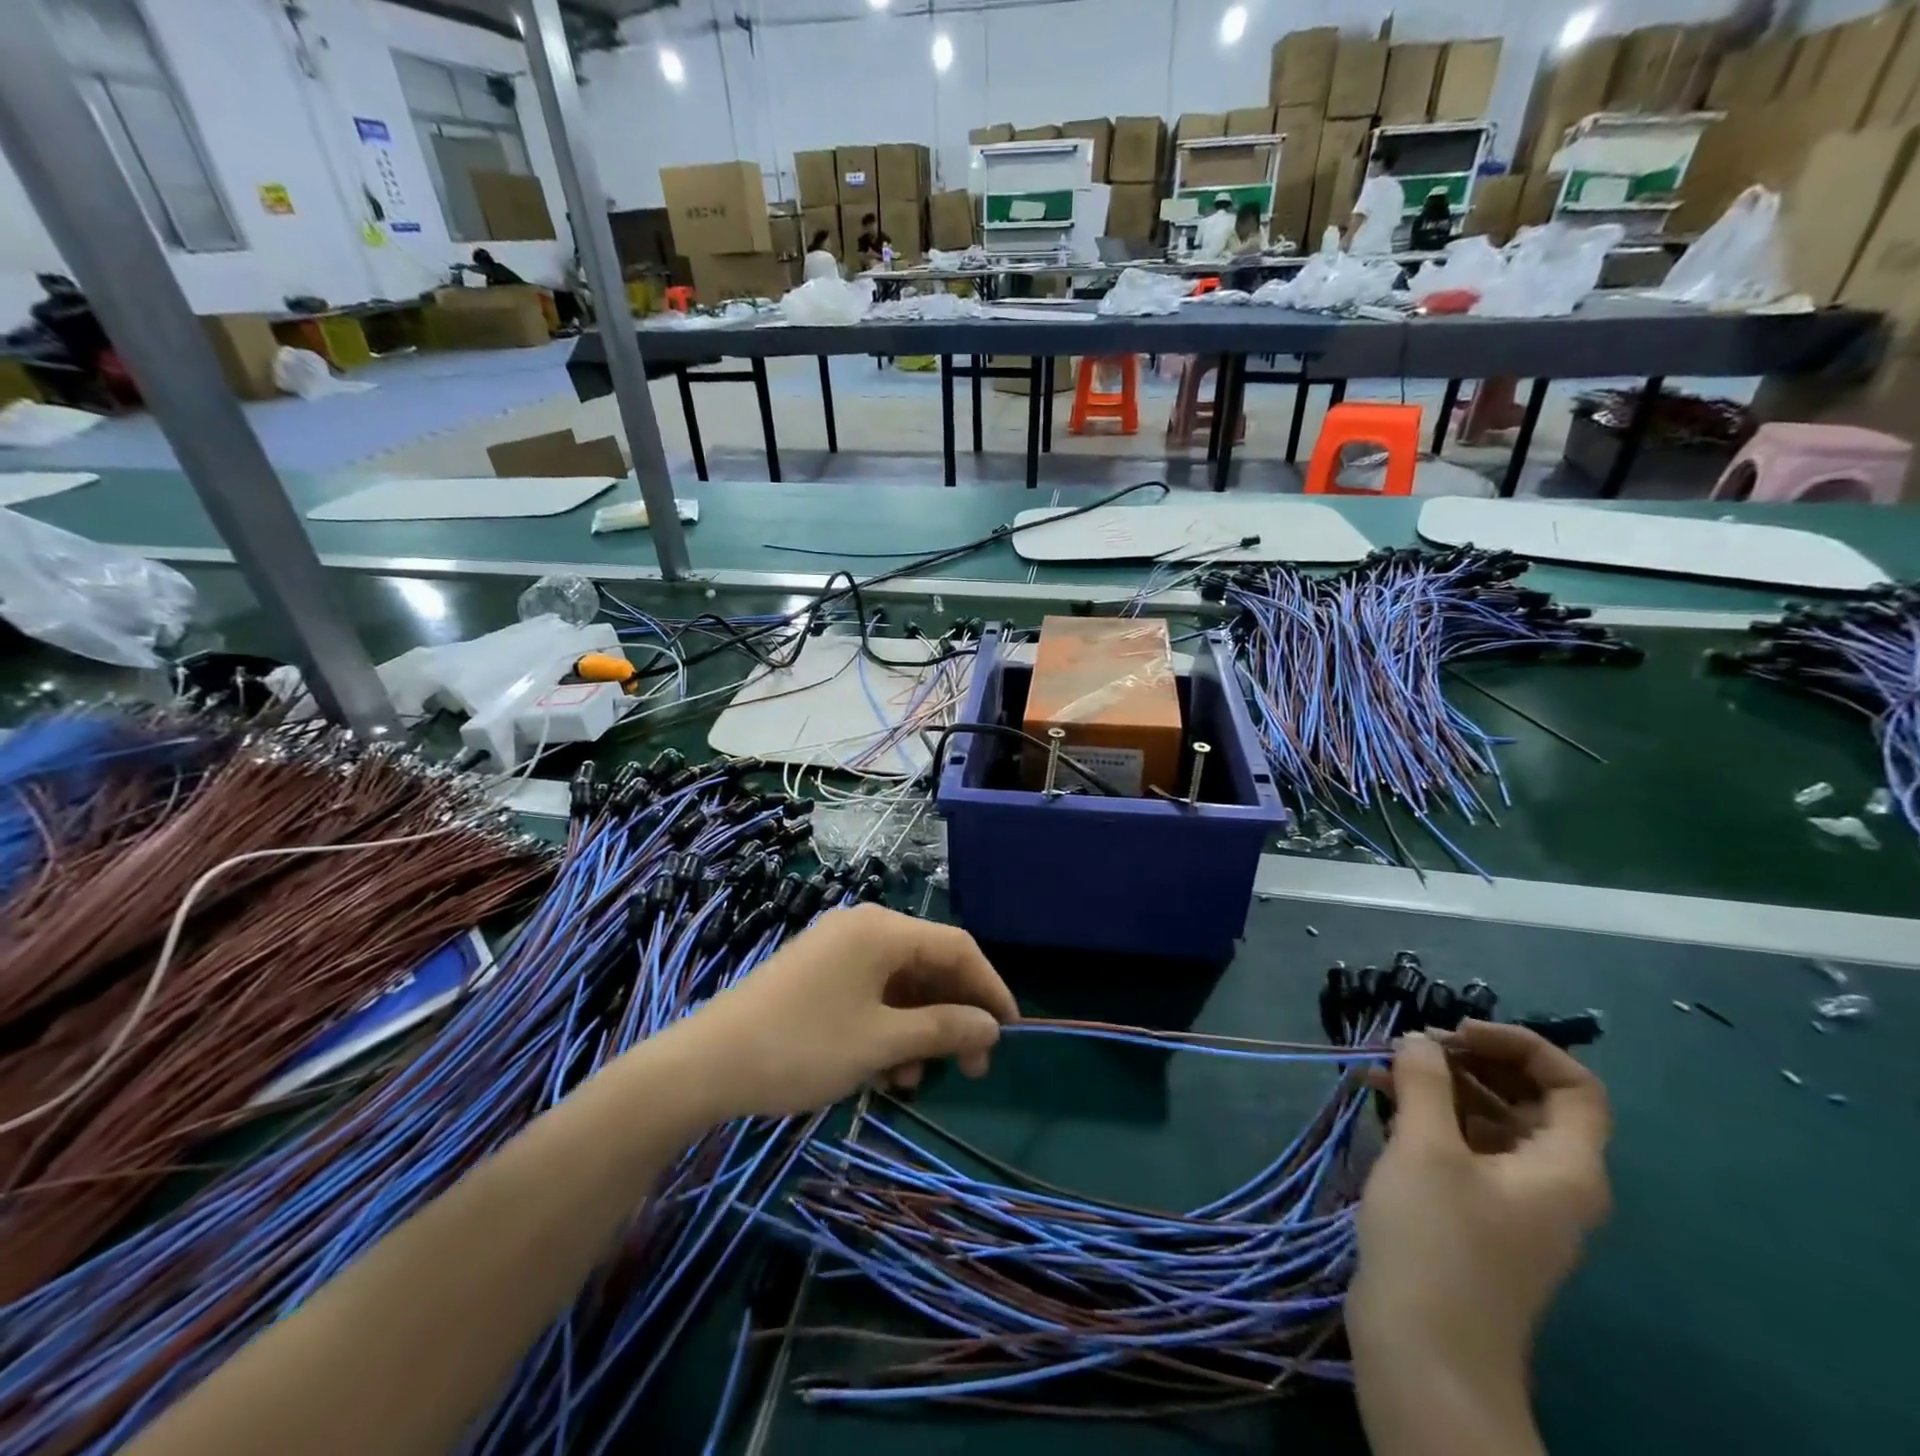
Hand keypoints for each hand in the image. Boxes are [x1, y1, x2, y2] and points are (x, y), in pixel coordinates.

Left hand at [672, 905, 1017, 1119]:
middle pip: (929, 964)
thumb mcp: (881, 1043)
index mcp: (882, 929)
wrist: (705, 1065)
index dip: (989, 988)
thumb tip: (992, 1027)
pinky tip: (883, 1071)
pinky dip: (887, 1027)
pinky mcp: (818, 973)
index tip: (1011, 1032)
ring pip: (901, 984)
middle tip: (971, 1068)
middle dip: (953, 1015)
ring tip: (913, 1080)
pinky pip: (871, 992)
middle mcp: (863, 928)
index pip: (957, 947)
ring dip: (918, 1029)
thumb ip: (943, 1029)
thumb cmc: (802, 1047)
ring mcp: (837, 949)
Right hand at [1347, 1022, 1610, 1440]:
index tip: (1457, 1033)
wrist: (1426, 1352)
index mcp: (1565, 1167)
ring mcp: (1509, 1200)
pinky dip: (1425, 1115)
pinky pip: (1460, 1145)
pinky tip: (1377, 1096)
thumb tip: (1420, 1040)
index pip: (1574, 1086)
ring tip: (1381, 1066)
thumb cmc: (1438, 1241)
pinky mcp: (1471, 1213)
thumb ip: (1425, 1081)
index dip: (1521, 1045)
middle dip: (1470, 1060)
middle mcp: (1549, 1181)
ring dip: (1438, 1085)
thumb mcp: (1426, 1148)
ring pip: (1486, 1119)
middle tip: (1413, 1044)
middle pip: (1527, 1098)